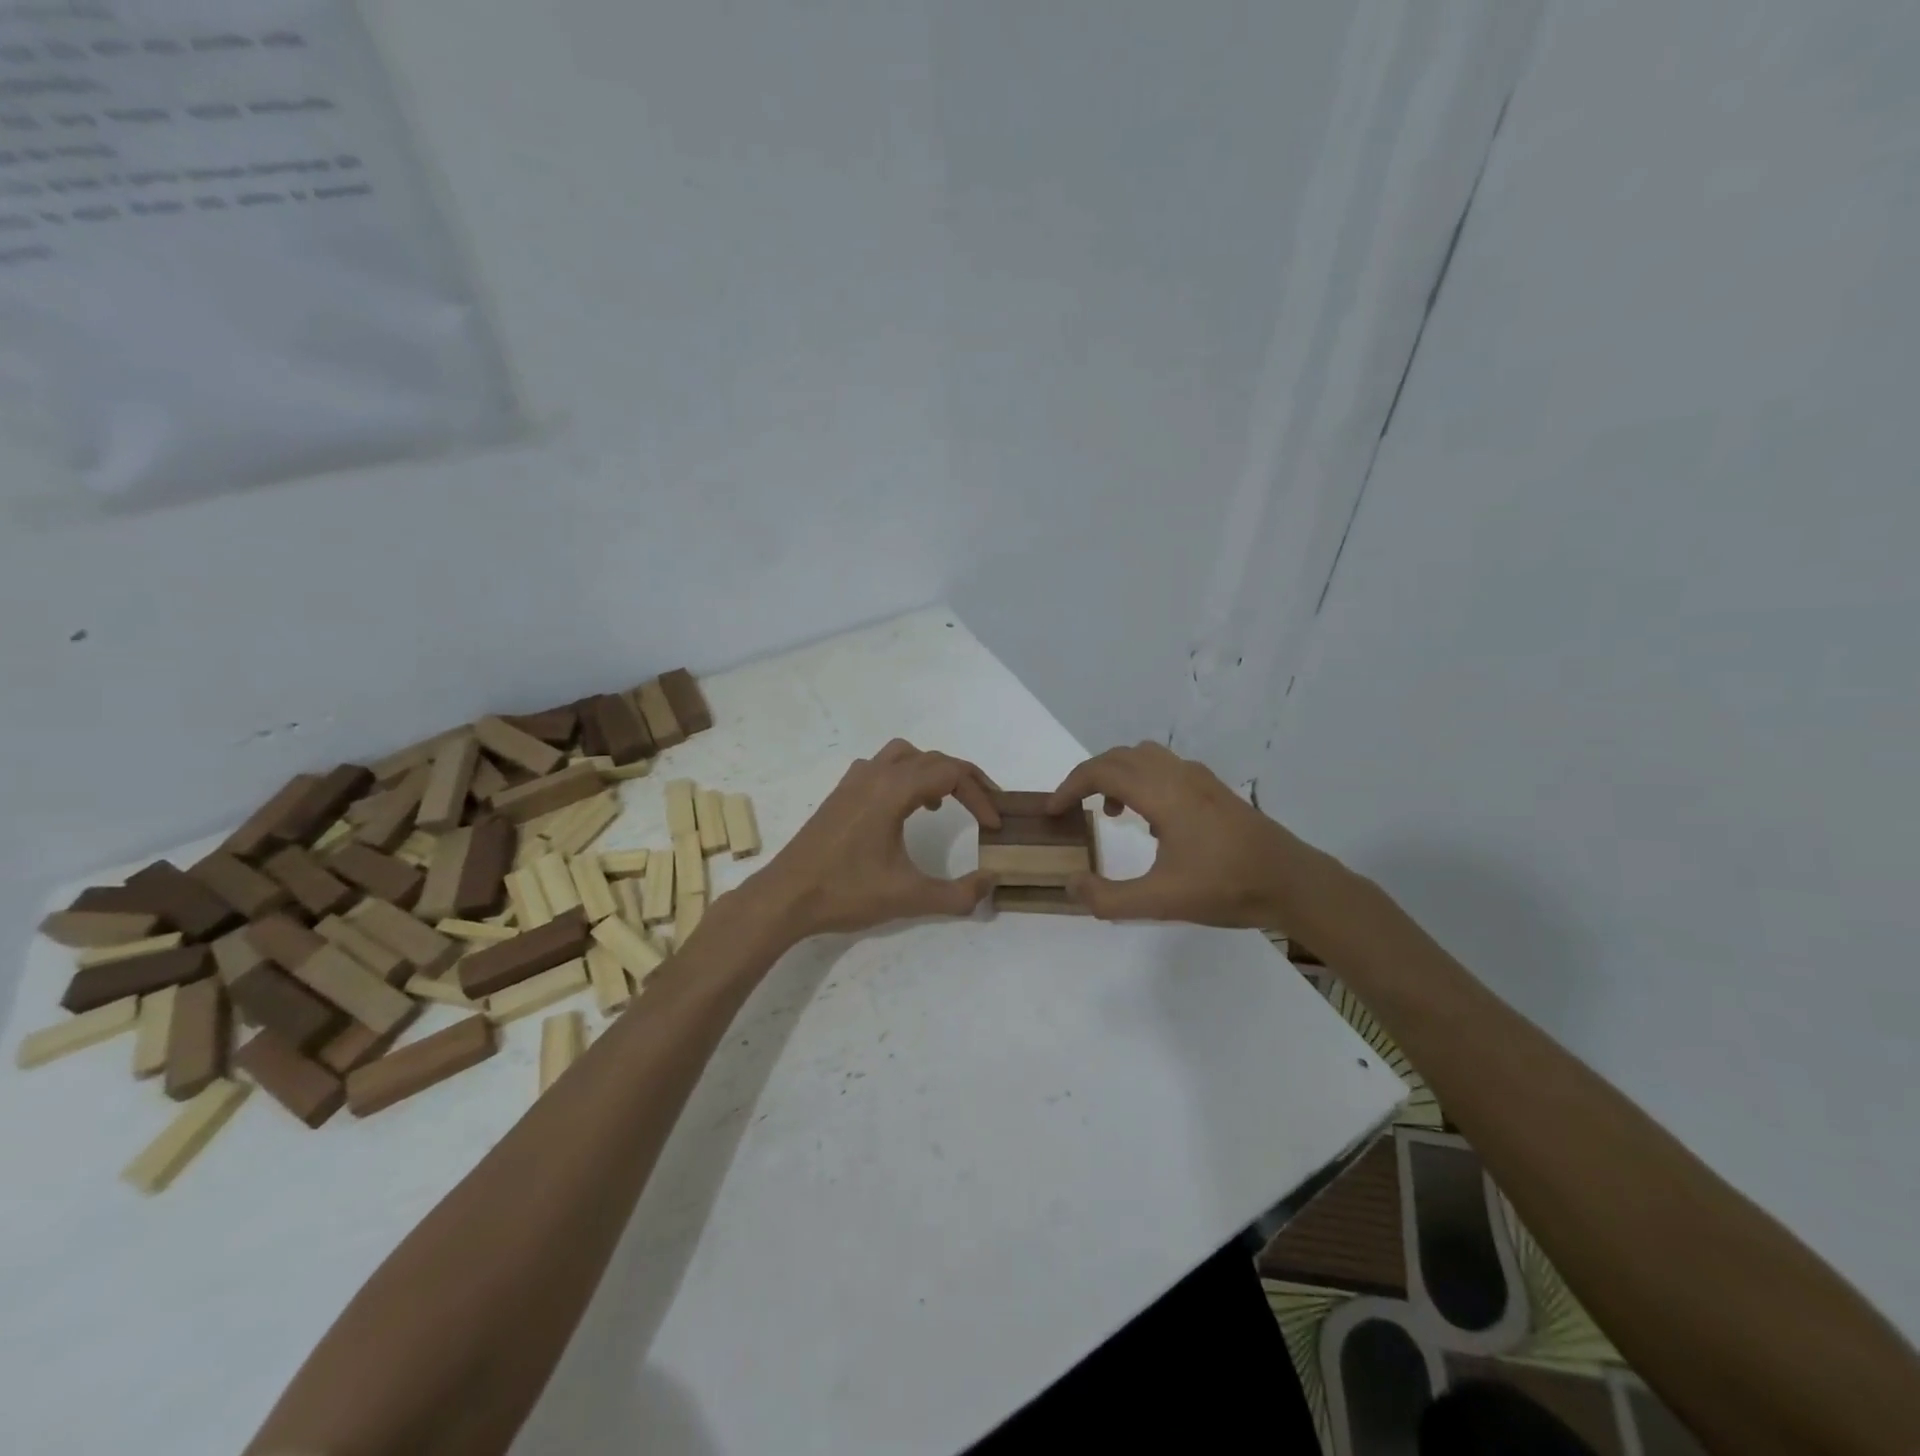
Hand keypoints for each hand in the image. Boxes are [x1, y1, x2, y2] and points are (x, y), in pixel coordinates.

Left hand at [752, 739, 1001, 939]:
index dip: (981, 795)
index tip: (994, 825)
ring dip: (931, 771)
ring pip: (904, 755)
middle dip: (964, 780)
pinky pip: (881, 767)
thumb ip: (957, 893)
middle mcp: (875, 775)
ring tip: (943, 804)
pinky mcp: (840, 794)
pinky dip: (903, 776)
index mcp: (893, 790)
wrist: (785, 896)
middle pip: (932, 759)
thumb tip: (991, 882)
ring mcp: (853, 781)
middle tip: (984, 808)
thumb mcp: (909, 897)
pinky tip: (903, 810)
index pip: (952, 774)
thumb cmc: (846, 892)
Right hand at [1047, 742, 1319, 926]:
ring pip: (1144, 757)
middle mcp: (1178, 775)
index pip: (1102, 772)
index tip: (1053, 812)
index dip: (1070, 787)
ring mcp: (1200, 779)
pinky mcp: (1215, 790)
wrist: (1292, 882)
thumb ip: (1109, 898)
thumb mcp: (1161, 901)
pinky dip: (1143, 781)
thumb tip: (1070, 884)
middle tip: (1072, 808)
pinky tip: (1151, 822)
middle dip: (1089, 777)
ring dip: (1117, 775)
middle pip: (1119, 757)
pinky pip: (1166, 768)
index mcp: (1162, 794)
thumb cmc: (1226, 887)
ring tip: (1110, 813)